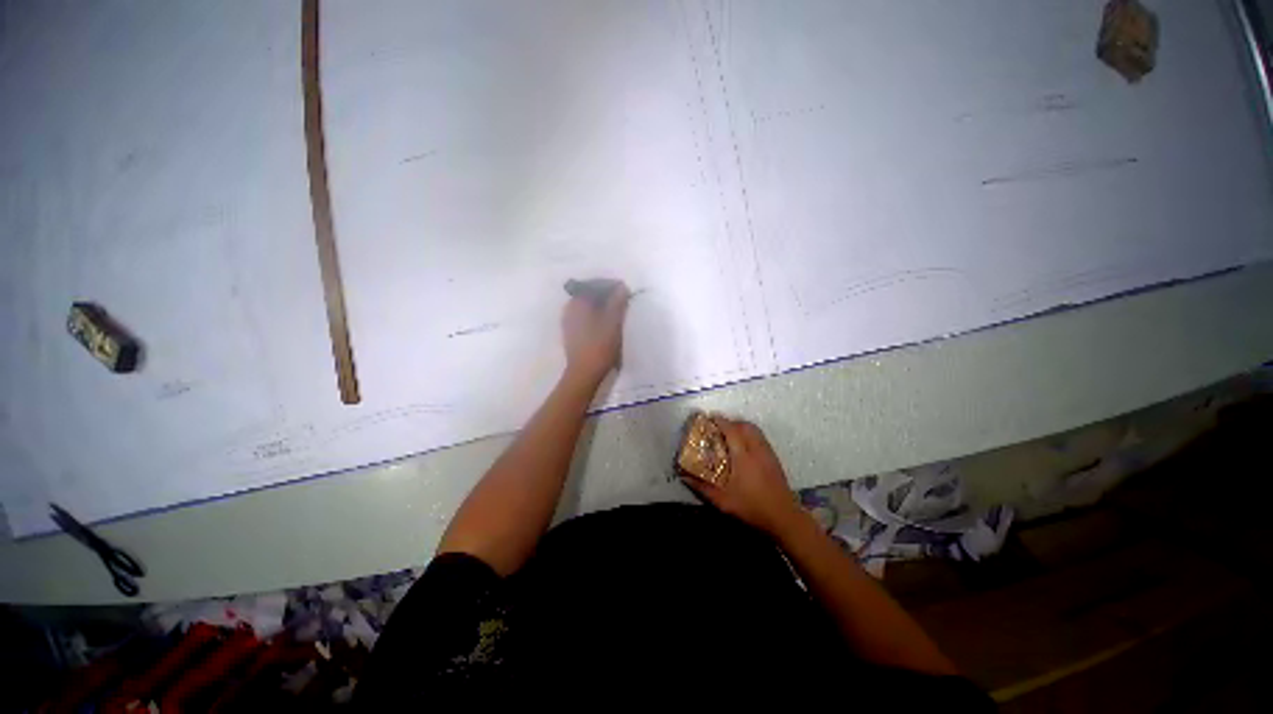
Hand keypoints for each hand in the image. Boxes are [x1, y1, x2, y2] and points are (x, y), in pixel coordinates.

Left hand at [561, 282, 629, 384]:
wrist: (584, 373)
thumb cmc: (600, 345)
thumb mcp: (613, 321)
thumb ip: (617, 301)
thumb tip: (621, 287)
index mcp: (578, 302)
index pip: (595, 284)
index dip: (611, 286)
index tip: (625, 291)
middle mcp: (570, 307)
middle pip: (590, 294)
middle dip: (607, 296)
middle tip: (623, 302)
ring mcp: (568, 321)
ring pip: (588, 306)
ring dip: (602, 306)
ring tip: (617, 314)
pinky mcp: (571, 333)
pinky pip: (585, 317)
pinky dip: (596, 316)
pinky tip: (606, 325)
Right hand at [682, 416, 804, 535]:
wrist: (784, 517)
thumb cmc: (751, 507)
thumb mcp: (723, 500)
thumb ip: (703, 488)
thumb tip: (684, 477)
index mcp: (743, 456)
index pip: (731, 430)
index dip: (720, 421)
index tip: (710, 417)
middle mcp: (756, 449)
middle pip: (745, 426)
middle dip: (731, 422)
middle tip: (719, 427)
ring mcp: (767, 453)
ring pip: (755, 430)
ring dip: (742, 427)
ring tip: (731, 433)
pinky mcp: (774, 459)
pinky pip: (761, 438)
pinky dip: (751, 435)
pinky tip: (745, 447)